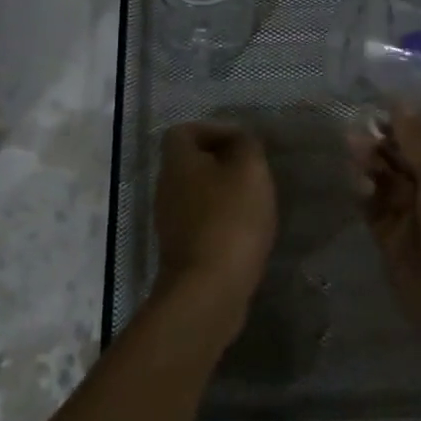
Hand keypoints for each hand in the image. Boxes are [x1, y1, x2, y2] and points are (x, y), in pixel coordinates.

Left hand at [154, 122, 277, 323]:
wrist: (208, 290)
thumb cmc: (229, 219)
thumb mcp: (249, 170)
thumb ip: (246, 145)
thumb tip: (239, 140)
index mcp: (177, 162)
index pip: (184, 131)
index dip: (213, 131)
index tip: (242, 144)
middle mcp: (165, 187)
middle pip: (190, 163)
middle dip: (222, 164)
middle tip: (253, 173)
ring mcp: (169, 221)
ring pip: (197, 194)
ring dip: (223, 195)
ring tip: (254, 203)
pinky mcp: (180, 250)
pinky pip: (201, 223)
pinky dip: (221, 222)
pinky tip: (246, 233)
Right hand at [354, 107, 420, 361]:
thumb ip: (420, 140)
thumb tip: (401, 102)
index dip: (409, 118)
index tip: (380, 101)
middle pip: (403, 153)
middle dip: (382, 137)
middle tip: (357, 125)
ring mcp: (412, 214)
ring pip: (384, 177)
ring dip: (369, 160)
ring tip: (352, 148)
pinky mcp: (389, 238)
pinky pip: (371, 206)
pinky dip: (362, 191)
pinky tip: (357, 182)